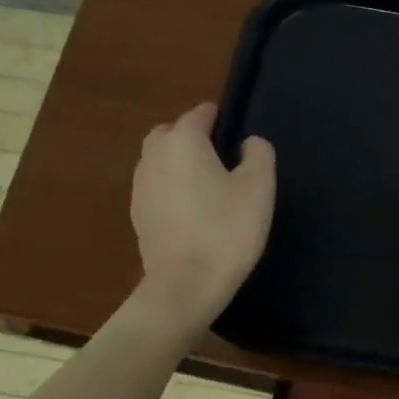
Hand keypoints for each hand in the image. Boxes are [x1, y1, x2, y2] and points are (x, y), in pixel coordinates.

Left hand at [130, 103, 274, 332]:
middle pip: (169, 133)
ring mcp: (141, 188)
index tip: (233, 125)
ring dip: (178, 163)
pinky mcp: (139, 216)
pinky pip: (156, 188)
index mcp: (183, 142)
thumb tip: (249, 142)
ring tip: (207, 182)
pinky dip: (172, 188)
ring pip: (158, 161)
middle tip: (219, 153)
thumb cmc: (227, 229)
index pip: (198, 115)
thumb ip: (259, 154)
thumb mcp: (259, 187)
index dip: (217, 116)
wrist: (186, 283)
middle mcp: (154, 157)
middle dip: (190, 135)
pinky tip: (192, 209)